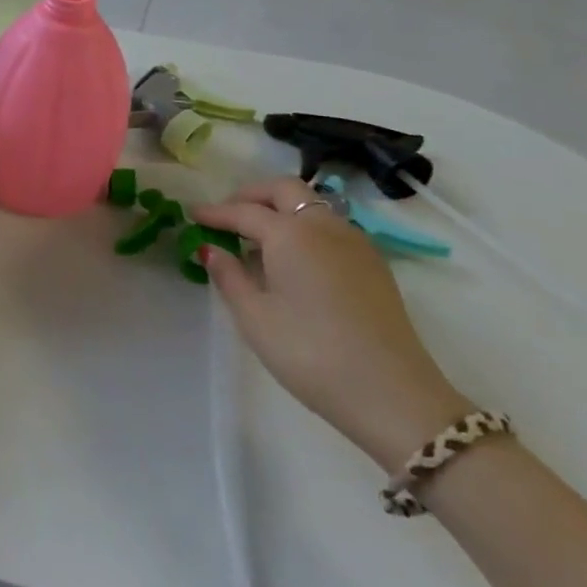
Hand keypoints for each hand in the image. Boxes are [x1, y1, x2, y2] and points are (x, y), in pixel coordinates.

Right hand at [194, 178, 471, 471]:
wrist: (393, 395)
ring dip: (281, 211)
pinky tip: (292, 261)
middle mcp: (325, 226)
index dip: (215, 213)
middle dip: (252, 195)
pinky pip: (331, 228)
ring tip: (257, 241)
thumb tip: (212, 250)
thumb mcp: (255, 318)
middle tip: (228, 215)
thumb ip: (229, 276)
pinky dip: (304, 229)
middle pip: (285, 190)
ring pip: (312, 206)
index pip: (244, 211)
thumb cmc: (310, 353)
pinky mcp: (374, 265)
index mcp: (291, 233)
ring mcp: (356, 243)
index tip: (192, 215)